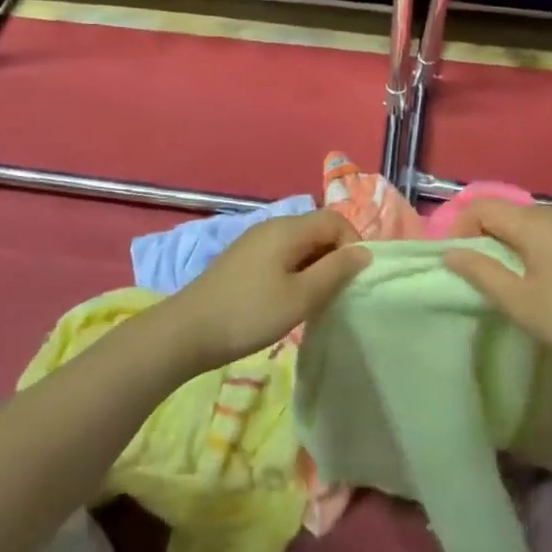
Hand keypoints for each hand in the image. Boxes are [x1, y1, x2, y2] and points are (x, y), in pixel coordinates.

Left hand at [163, 209, 366, 371]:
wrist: (187, 332)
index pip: (336, 220)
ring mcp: (255, 242)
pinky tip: (290, 301)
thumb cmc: (249, 313)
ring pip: (300, 245)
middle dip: (335, 257)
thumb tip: (365, 252)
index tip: (355, 279)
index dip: (353, 244)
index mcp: (288, 228)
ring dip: (316, 268)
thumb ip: (336, 271)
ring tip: (316, 301)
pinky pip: (282, 256)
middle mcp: (272, 226)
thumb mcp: (301, 296)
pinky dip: (296, 273)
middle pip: (318, 230)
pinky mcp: (244, 260)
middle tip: (338, 294)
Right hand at [442, 199, 551, 379]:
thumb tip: (451, 253)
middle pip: (505, 213)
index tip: (458, 263)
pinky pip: (550, 232)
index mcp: (534, 221)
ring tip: (510, 282)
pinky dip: (534, 248)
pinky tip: (543, 280)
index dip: (460, 229)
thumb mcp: (520, 302)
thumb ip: (481, 273)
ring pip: (527, 224)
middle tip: (480, 278)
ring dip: (509, 245)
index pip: (482, 207)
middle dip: (484, 238)